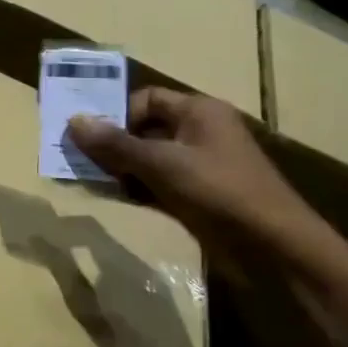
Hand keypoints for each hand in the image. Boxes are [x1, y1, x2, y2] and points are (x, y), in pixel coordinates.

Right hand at [68, 89, 326, 256]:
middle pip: (145, 128)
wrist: (274, 248)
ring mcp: (200, 166)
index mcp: (199, 111)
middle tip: (81, 161)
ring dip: (122, 169)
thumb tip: (73, 121)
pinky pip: (158, 184)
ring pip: (149, 159)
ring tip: (92, 181)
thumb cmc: (220, 191)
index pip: (146, 99)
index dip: (118, 114)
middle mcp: (200, 132)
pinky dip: (137, 189)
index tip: (92, 138)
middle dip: (113, 144)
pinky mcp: (199, 196)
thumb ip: (116, 144)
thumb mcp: (162, 164)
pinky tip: (116, 199)